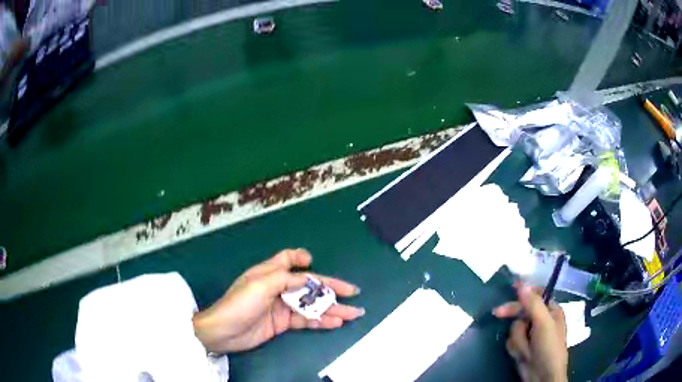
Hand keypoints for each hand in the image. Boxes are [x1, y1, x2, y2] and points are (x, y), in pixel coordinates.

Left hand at [192, 249, 363, 352]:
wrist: (223, 332)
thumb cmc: (240, 304)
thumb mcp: (261, 285)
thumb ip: (286, 279)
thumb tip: (309, 278)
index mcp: (270, 272)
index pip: (288, 259)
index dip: (301, 257)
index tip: (313, 262)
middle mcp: (278, 287)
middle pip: (309, 285)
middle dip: (331, 288)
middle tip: (354, 293)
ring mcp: (281, 306)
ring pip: (311, 304)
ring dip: (331, 308)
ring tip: (352, 313)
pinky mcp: (283, 323)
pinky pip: (306, 320)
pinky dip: (321, 321)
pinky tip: (335, 322)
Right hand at [493, 284, 567, 381]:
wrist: (542, 376)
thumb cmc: (549, 347)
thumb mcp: (544, 323)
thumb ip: (533, 304)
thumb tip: (522, 284)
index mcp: (551, 310)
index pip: (536, 295)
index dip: (524, 292)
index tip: (511, 287)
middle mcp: (541, 320)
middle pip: (521, 311)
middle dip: (513, 317)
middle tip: (497, 313)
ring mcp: (531, 335)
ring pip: (515, 328)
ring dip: (518, 339)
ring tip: (526, 350)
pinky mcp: (523, 347)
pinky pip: (512, 341)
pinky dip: (515, 348)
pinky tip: (522, 355)